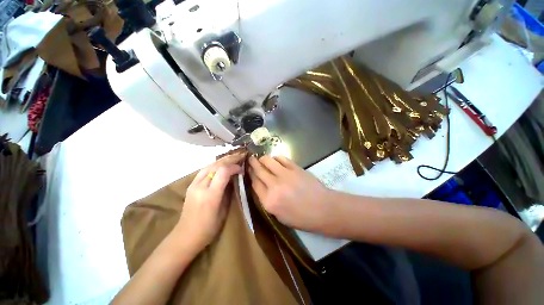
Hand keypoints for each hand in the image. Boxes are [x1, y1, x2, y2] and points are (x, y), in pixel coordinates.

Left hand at [175, 154, 243, 252]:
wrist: (185, 236)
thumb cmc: (208, 228)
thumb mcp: (223, 211)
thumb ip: (228, 192)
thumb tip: (234, 179)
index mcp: (211, 195)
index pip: (223, 172)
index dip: (234, 167)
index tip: (242, 169)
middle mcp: (200, 187)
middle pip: (216, 165)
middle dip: (230, 159)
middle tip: (240, 157)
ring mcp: (193, 185)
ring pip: (209, 165)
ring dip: (222, 160)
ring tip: (232, 158)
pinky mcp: (191, 185)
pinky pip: (204, 170)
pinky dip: (215, 165)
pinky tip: (221, 165)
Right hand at [248, 155, 333, 231]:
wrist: (323, 209)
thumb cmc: (301, 217)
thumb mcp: (279, 216)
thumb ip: (267, 201)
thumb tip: (261, 186)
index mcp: (269, 201)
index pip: (254, 183)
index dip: (250, 175)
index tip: (249, 170)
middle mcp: (274, 186)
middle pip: (259, 171)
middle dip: (252, 163)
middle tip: (250, 159)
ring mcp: (285, 175)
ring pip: (268, 161)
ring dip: (263, 158)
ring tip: (262, 158)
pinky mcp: (295, 168)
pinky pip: (281, 158)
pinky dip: (276, 158)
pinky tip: (275, 160)